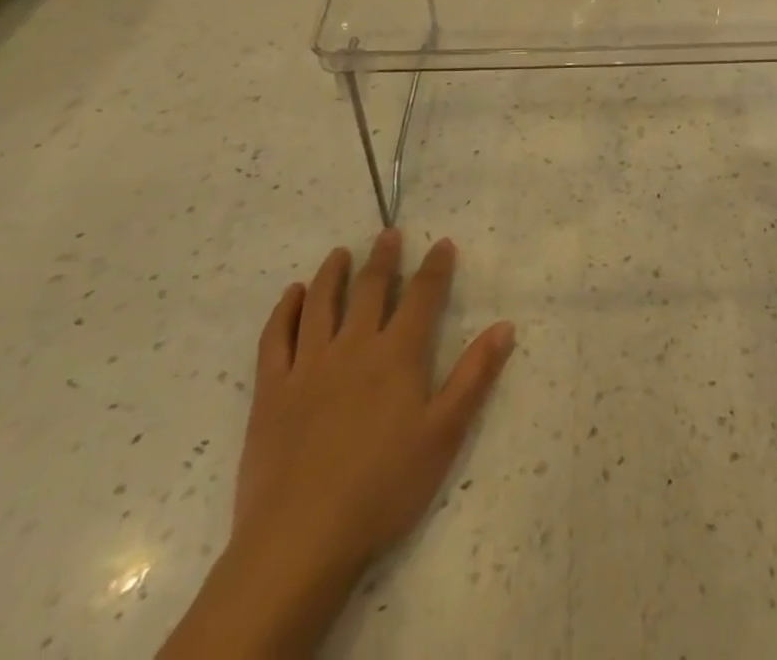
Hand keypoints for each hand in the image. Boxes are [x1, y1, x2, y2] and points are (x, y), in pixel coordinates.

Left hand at [163, 230, 513, 658]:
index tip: (442, 243)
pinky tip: (292, 295)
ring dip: (333, 272)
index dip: (435, 266)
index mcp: (397, 355)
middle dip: (384, 258)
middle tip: (389, 233)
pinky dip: (285, 310)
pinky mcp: (271, 391)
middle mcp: (353, 347)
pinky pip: (275, 338)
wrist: (300, 543)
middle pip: (370, 289)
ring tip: (340, 253)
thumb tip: (505, 326)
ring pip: (321, 303)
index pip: (422, 296)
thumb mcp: (444, 436)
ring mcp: (308, 366)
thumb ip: (474, 376)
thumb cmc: (383, 489)